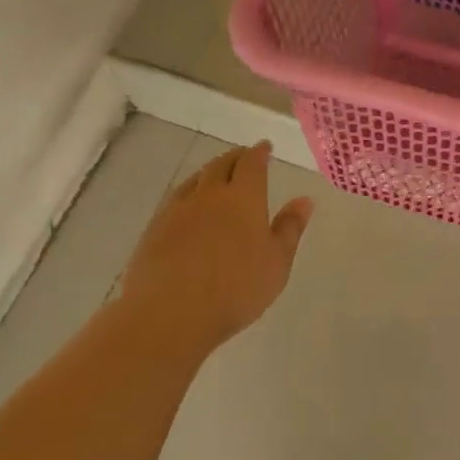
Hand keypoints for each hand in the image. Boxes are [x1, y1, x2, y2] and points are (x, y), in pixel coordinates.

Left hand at [118, 140, 313, 353]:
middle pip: (221, 165)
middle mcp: (209, 194)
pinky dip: (188, 193)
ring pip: (195, 180)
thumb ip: (290, 228)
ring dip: (208, 172)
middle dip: (234, 157)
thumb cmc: (235, 289)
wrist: (170, 312)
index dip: (259, 153)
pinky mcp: (154, 228)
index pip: (251, 164)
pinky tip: (187, 205)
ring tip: (215, 175)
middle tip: (242, 156)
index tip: (264, 147)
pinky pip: (175, 199)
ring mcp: (177, 210)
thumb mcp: (276, 262)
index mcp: (243, 197)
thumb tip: (305, 200)